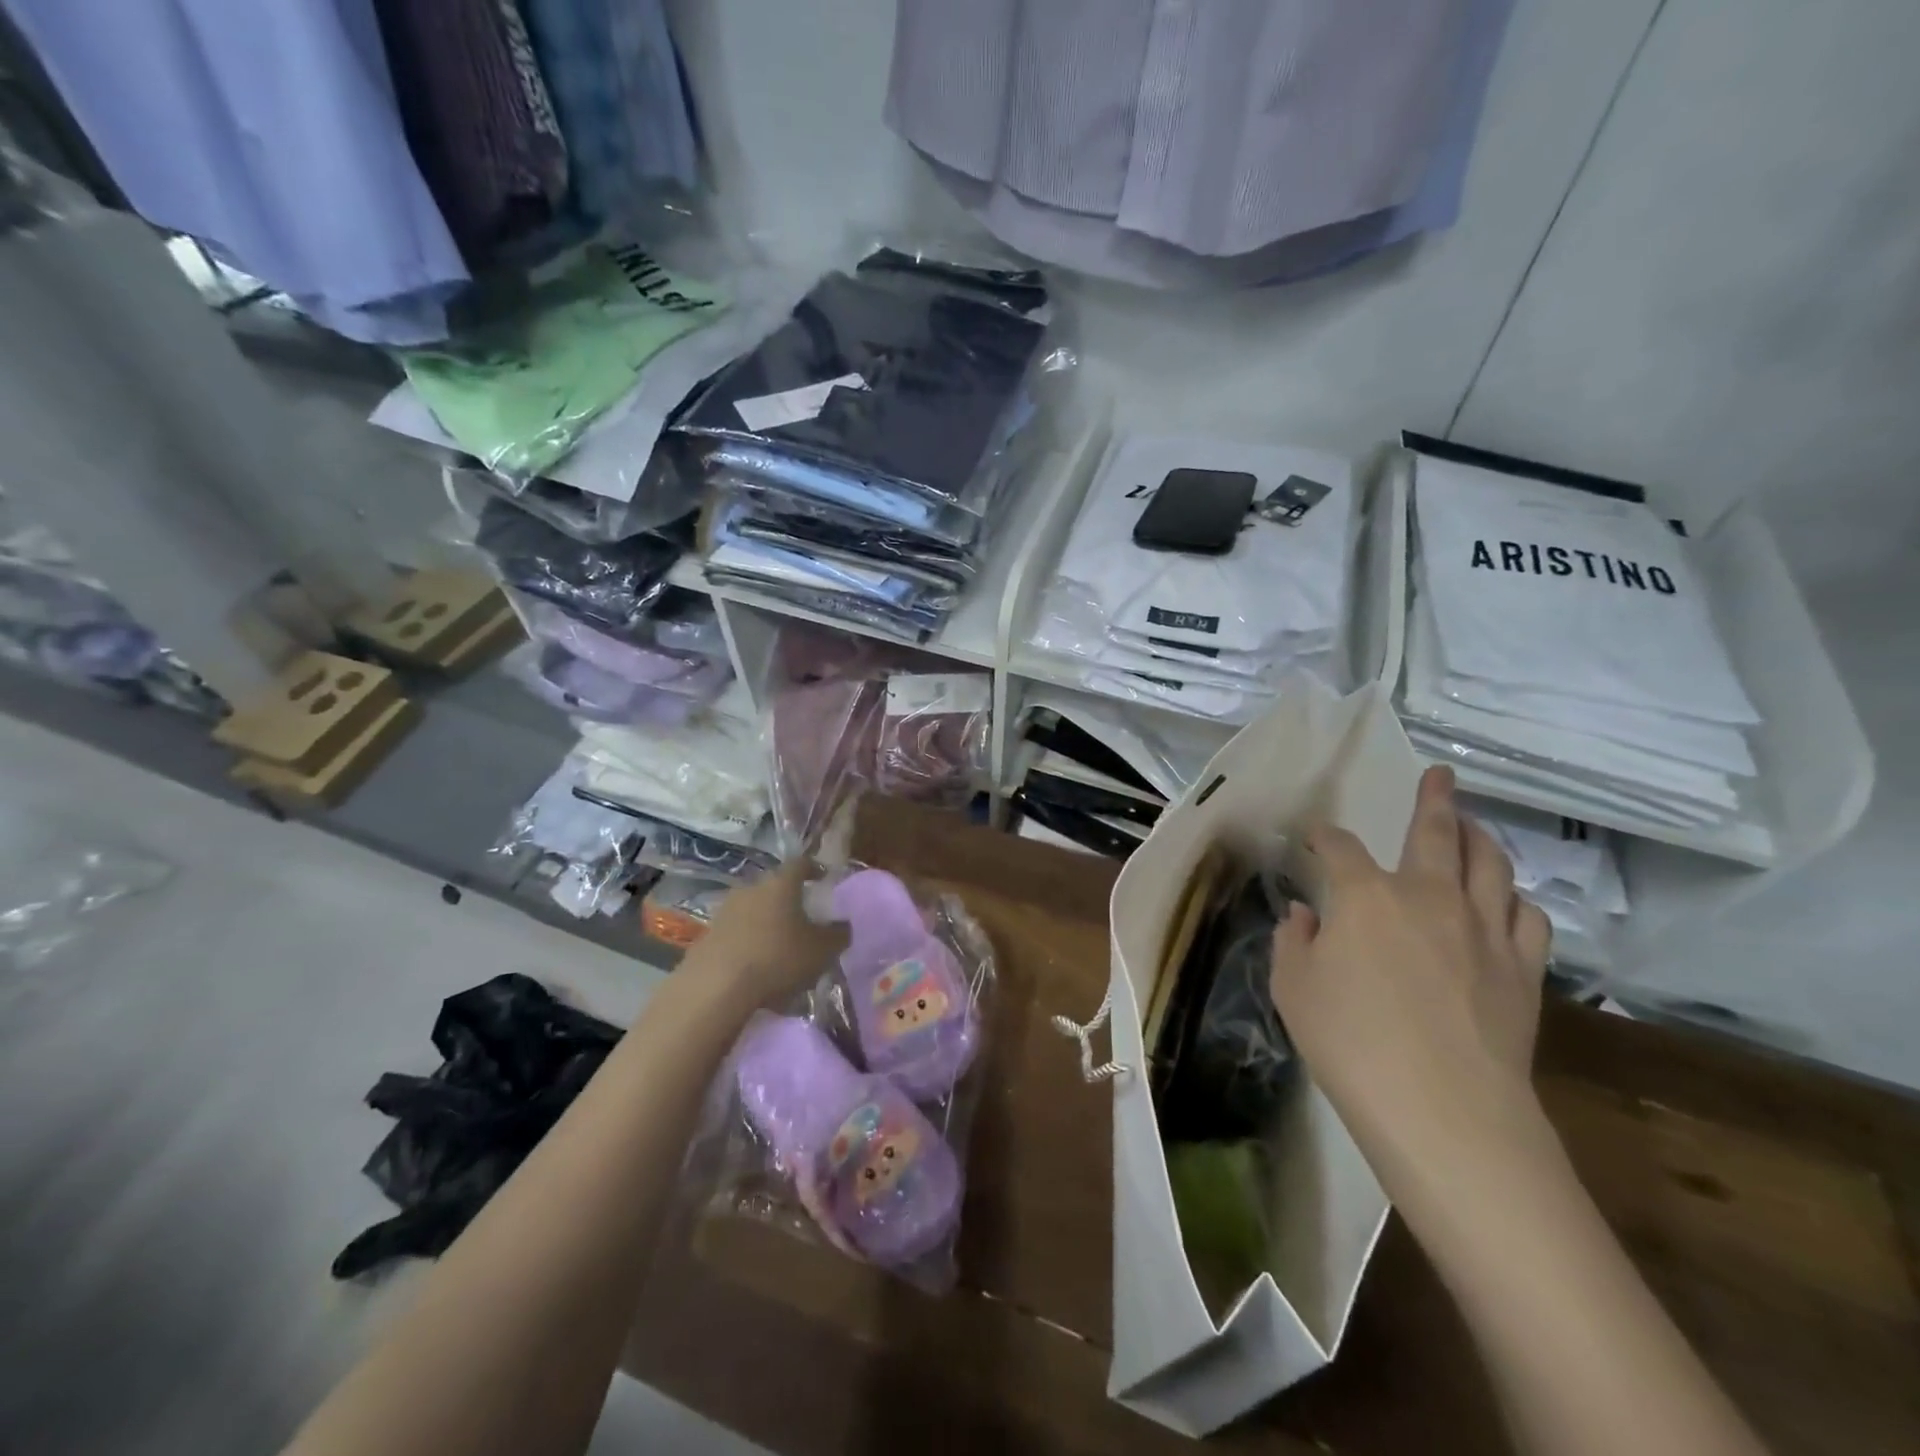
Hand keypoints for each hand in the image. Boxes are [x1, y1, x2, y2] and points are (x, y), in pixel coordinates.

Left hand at [690, 858, 849, 1008]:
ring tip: (781, 945)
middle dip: (790, 900)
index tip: (824, 878)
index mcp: (781, 883)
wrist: (716, 987)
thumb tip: (844, 925)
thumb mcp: (822, 950)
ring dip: (768, 922)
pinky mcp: (708, 935)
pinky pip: (738, 932)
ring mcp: (726, 910)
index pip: (801, 864)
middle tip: (804, 917)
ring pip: (754, 909)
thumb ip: (838, 934)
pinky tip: (758, 965)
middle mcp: (751, 888)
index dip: (815, 869)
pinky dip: (750, 942)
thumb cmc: (778, 958)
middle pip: (775, 887)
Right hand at [1269, 766, 1553, 1202]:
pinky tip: (1505, 902)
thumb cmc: (1350, 1043)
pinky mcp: (1522, 967)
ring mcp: (1483, 928)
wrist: (1444, 1108)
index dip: (1325, 836)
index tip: (1317, 836)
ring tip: (1473, 827)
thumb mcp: (1293, 989)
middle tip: (1439, 776)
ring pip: (1491, 864)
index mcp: (1365, 896)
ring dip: (1480, 838)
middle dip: (1433, 799)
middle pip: (1434, 832)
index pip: (1340, 848)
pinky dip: (1514, 899)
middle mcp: (1428, 895)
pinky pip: (1527, 915)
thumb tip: (1306, 915)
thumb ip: (1295, 941)